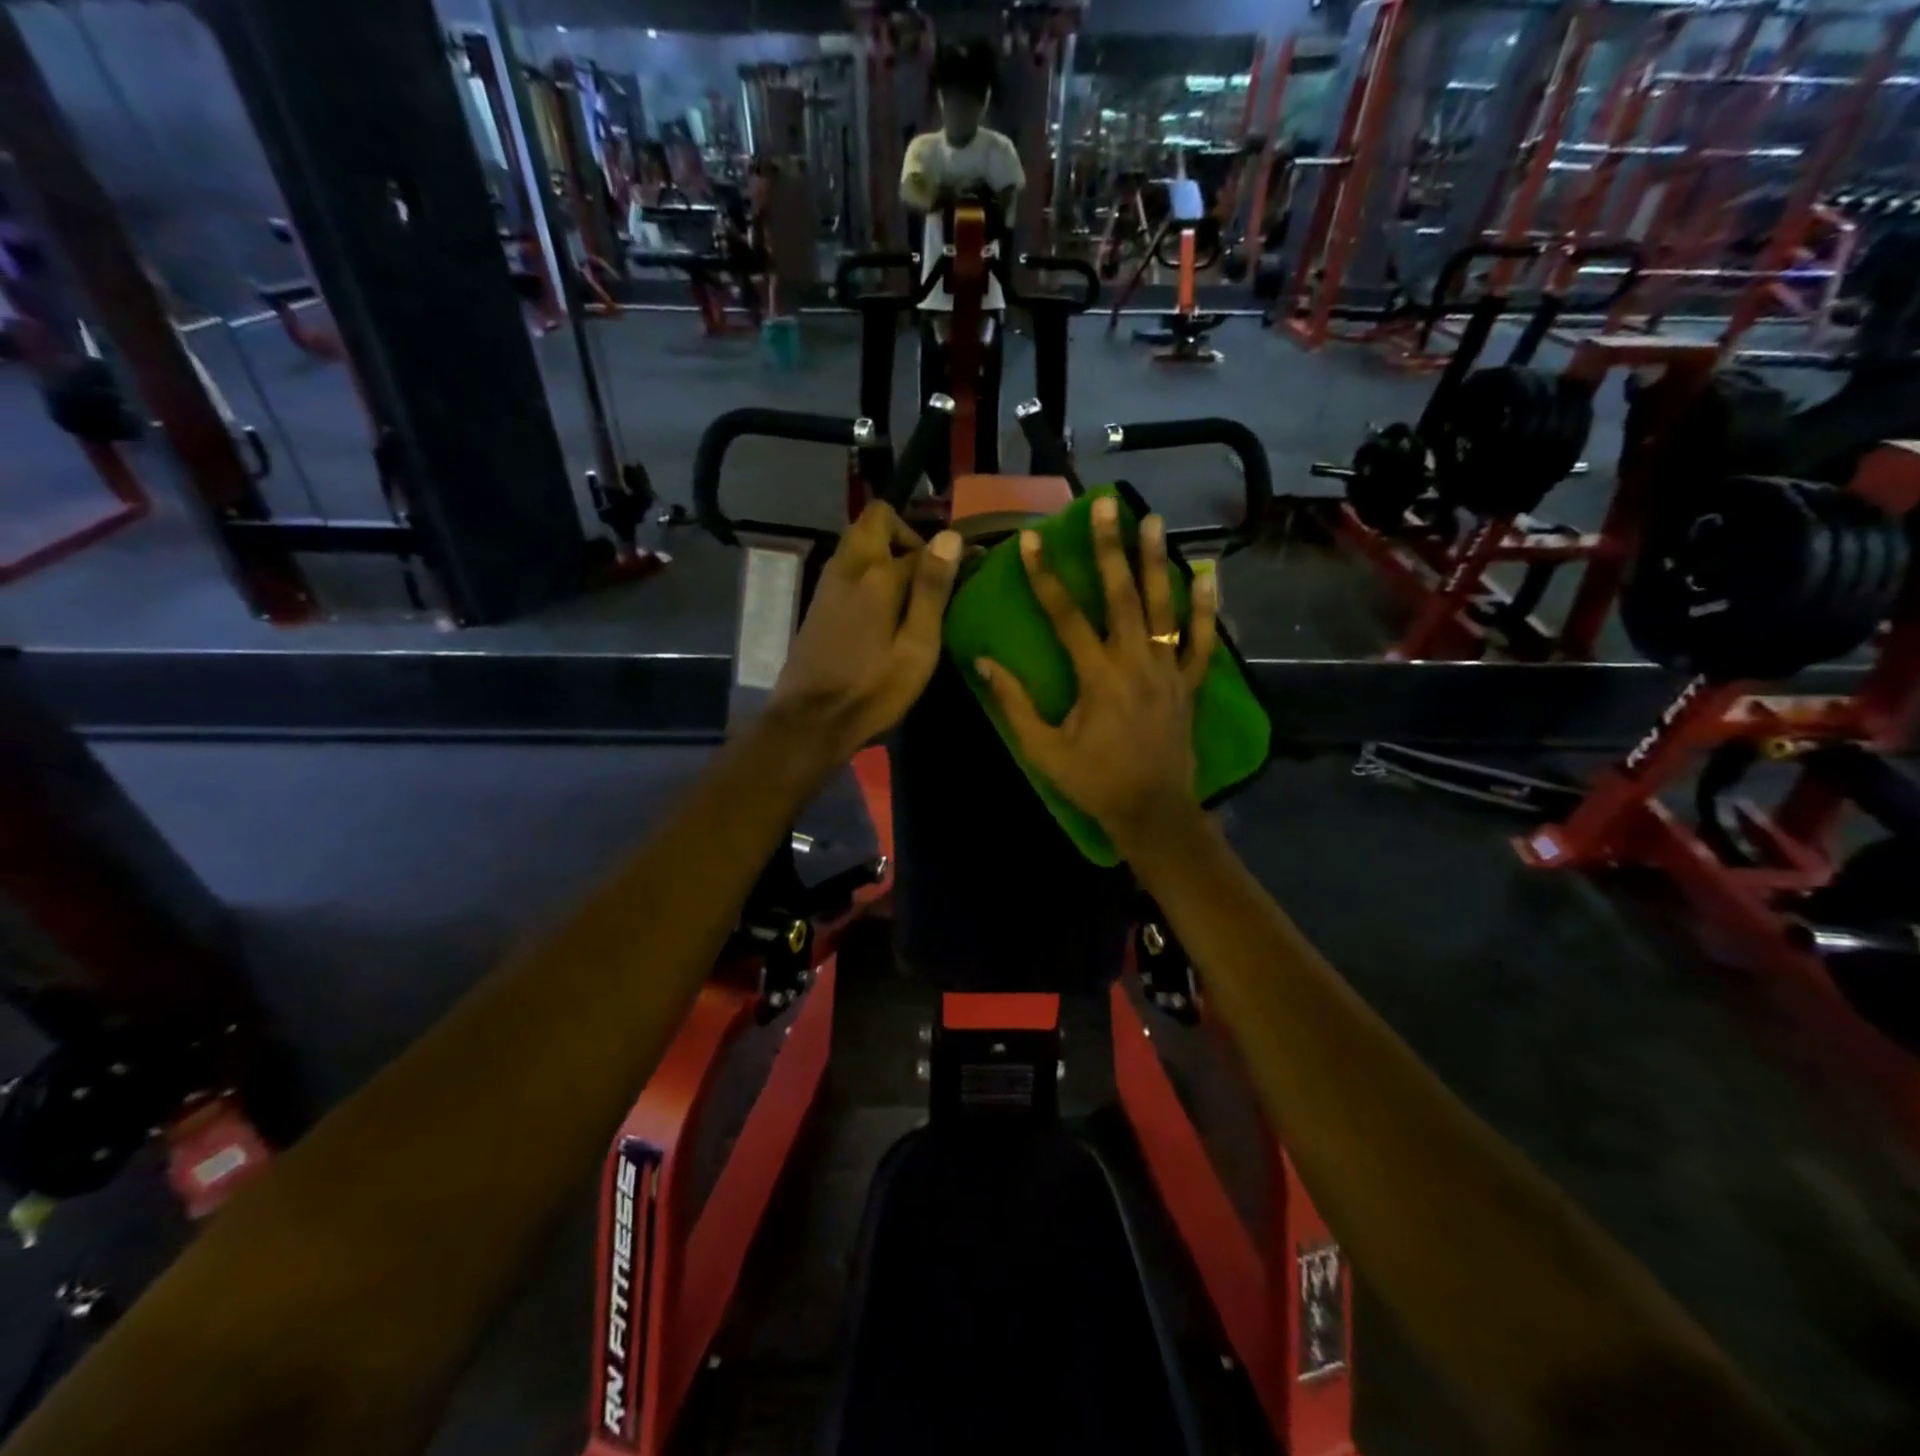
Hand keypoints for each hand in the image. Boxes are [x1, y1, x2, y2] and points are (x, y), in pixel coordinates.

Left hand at [768, 502, 961, 765]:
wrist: (811, 720)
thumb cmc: (874, 690)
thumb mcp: (917, 647)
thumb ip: (932, 590)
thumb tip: (949, 536)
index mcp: (876, 574)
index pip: (919, 544)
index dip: (944, 555)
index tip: (963, 574)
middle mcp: (848, 567)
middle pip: (874, 520)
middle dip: (904, 535)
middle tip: (925, 575)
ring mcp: (827, 583)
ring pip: (857, 543)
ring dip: (883, 553)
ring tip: (908, 596)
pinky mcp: (818, 603)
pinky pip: (847, 567)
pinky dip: (867, 572)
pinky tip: (881, 612)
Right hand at [975, 496, 1217, 853]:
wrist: (1152, 811)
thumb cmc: (1093, 782)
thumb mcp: (1043, 750)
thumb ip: (1015, 704)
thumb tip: (984, 663)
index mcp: (1097, 677)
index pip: (1066, 616)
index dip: (1045, 576)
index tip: (1031, 540)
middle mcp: (1135, 663)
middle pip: (1122, 596)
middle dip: (1110, 549)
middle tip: (1105, 506)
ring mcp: (1169, 671)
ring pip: (1164, 608)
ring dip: (1157, 562)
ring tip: (1154, 520)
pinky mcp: (1190, 684)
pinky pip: (1203, 641)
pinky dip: (1206, 607)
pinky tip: (1207, 572)